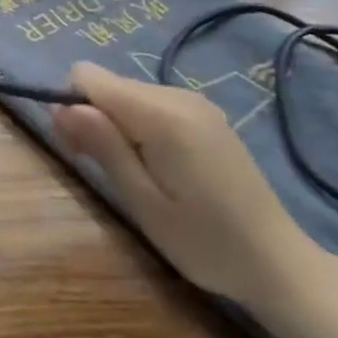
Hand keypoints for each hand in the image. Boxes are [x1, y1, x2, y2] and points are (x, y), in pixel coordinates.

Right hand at [52, 62, 323, 310]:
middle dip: (91, 118)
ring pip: (127, 95)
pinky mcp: (204, 116)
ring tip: (130, 175)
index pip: (89, 76)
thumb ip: (103, 146)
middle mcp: (178, 95)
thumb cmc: (204, 241)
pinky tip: (154, 167)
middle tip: (98, 169)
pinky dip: (138, 128)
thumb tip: (60, 105)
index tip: (77, 149)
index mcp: (162, 114)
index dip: (72, 106)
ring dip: (114, 126)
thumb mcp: (143, 202)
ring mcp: (195, 103)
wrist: (277, 261)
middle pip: (108, 85)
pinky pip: (151, 105)